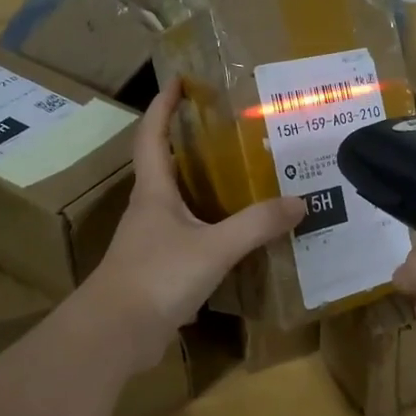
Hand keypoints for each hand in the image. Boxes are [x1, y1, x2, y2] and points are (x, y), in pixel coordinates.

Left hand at [85, 82, 303, 369]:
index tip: (178, 82)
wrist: (116, 334)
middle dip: (190, 145)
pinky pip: (188, 239)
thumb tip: (299, 202)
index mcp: (154, 192)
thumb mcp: (214, 247)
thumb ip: (256, 225)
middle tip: (229, 132)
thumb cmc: (157, 277)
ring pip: (179, 206)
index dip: (163, 107)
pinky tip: (236, 239)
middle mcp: (149, 211)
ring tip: (242, 181)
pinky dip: (211, 231)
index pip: (152, 136)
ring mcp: (151, 243)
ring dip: (204, 191)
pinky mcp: (158, 271)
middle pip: (166, 167)